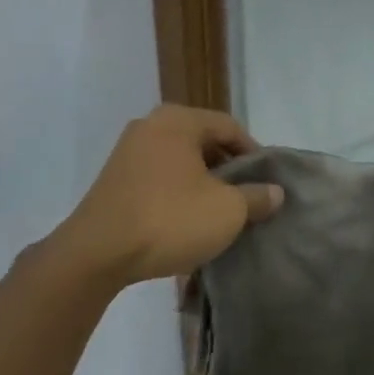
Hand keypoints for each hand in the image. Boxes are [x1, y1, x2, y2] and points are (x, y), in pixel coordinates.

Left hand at [59, 105, 282, 286]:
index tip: (267, 183)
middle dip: (228, 169)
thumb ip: (256, 196)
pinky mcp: (114, 179)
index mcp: (178, 120)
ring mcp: (127, 152)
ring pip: (180, 161)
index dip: (254, 153)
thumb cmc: (170, 220)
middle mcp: (150, 126)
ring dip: (203, 183)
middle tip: (246, 198)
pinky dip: (178, 193)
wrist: (97, 254)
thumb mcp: (227, 211)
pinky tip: (187, 220)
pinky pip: (159, 177)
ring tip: (219, 212)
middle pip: (203, 141)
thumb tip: (276, 192)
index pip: (230, 127)